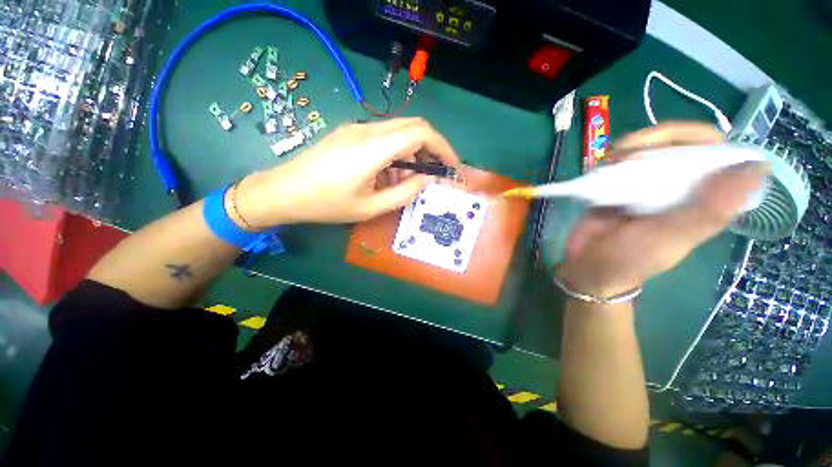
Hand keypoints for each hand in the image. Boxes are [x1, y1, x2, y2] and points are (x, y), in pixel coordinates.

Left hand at [235, 118, 459, 226]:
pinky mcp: (350, 133)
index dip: (442, 146)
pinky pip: (383, 138)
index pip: (420, 132)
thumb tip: (426, 179)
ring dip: (411, 154)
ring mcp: (357, 129)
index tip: (451, 165)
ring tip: (405, 182)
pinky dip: (395, 154)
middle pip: (412, 126)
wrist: (283, 191)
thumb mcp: (371, 207)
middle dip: (431, 148)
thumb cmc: (327, 204)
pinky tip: (387, 175)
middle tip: (434, 173)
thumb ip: (404, 193)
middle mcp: (367, 130)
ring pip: (398, 132)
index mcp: (373, 148)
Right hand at [557, 122, 767, 297]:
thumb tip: (757, 168)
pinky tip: (601, 166)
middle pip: (683, 144)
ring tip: (608, 161)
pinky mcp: (621, 186)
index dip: (699, 140)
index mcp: (704, 200)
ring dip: (630, 148)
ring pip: (652, 148)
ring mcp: (649, 185)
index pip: (718, 154)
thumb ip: (708, 211)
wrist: (589, 266)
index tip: (670, 146)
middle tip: (626, 152)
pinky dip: (612, 158)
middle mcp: (681, 187)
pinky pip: (623, 161)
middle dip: (655, 140)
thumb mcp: (671, 239)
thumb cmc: (630, 259)